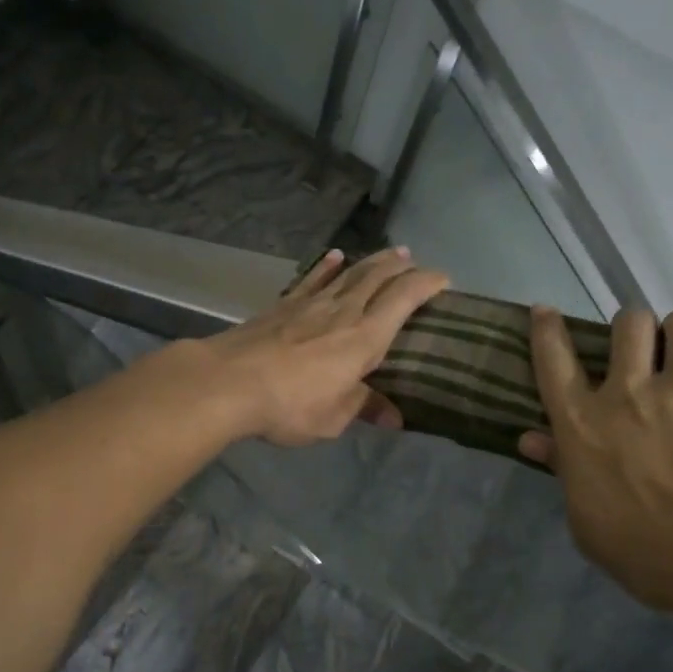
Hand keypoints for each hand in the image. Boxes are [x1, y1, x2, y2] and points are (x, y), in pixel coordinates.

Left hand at [200, 248, 449, 446]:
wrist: (229, 381)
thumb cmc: (289, 405)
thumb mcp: (332, 418)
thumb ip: (363, 408)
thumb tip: (394, 418)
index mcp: (364, 339)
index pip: (403, 300)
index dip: (426, 284)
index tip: (444, 279)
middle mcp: (343, 312)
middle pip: (377, 277)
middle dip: (401, 266)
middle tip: (415, 260)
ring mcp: (311, 304)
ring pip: (349, 273)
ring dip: (372, 261)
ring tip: (389, 252)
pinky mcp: (283, 304)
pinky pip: (312, 278)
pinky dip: (327, 266)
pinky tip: (334, 256)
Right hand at [520, 307, 672, 612]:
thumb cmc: (654, 556)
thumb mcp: (588, 522)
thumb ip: (563, 470)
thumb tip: (531, 438)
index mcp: (584, 424)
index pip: (553, 358)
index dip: (547, 328)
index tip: (545, 311)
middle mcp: (628, 391)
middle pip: (627, 323)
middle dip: (636, 332)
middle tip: (649, 356)